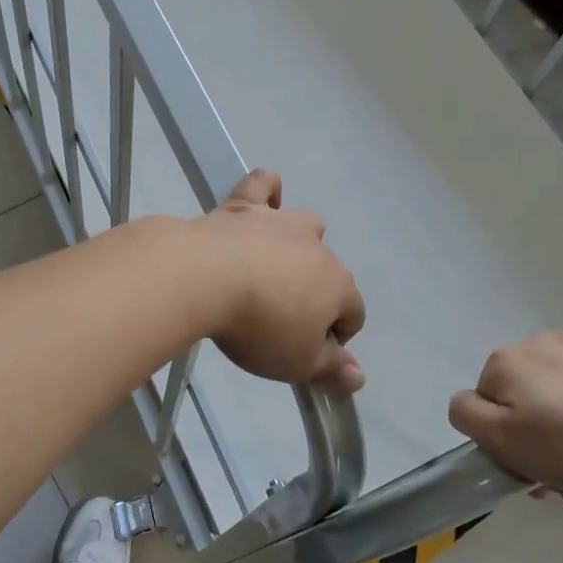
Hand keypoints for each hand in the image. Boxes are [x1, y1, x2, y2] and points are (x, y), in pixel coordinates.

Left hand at [190, 170, 365, 392]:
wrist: (203, 278)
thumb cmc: (258, 326)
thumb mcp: (298, 363)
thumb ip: (331, 369)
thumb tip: (358, 376)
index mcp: (337, 284)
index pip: (353, 314)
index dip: (335, 338)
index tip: (306, 354)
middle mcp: (315, 246)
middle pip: (329, 271)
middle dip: (315, 294)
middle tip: (280, 320)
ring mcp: (278, 221)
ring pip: (304, 225)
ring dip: (299, 245)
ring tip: (274, 269)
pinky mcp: (241, 206)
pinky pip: (262, 186)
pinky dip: (267, 190)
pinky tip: (265, 198)